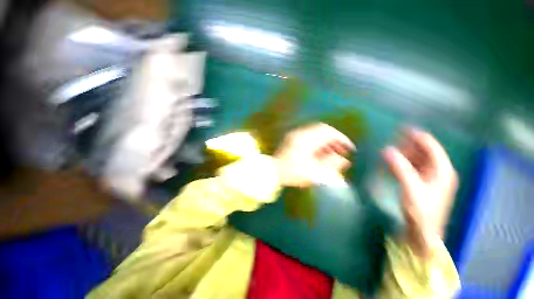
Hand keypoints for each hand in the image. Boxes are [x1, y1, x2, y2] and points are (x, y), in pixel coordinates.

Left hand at [274, 123, 355, 187]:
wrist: (271, 171)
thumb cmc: (292, 173)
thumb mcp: (312, 172)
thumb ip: (330, 165)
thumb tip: (344, 160)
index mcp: (306, 139)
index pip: (328, 132)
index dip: (341, 138)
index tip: (350, 148)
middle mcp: (300, 133)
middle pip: (322, 130)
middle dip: (334, 140)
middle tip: (342, 151)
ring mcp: (295, 135)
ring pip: (316, 133)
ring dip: (326, 141)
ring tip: (333, 153)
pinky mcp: (292, 138)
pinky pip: (309, 136)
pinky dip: (318, 142)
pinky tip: (321, 152)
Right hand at [382, 128, 457, 257]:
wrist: (423, 232)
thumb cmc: (421, 211)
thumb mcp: (411, 188)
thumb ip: (399, 167)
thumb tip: (386, 150)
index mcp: (442, 170)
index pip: (431, 146)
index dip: (417, 136)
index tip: (402, 129)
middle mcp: (439, 171)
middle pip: (424, 152)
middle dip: (408, 146)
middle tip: (391, 144)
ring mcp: (430, 177)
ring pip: (417, 159)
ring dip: (403, 155)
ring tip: (388, 154)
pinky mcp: (421, 183)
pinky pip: (411, 168)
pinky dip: (401, 164)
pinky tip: (391, 164)